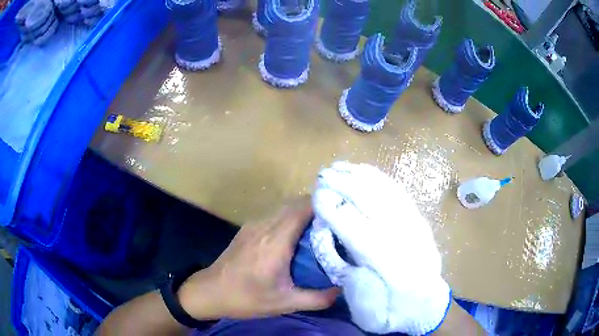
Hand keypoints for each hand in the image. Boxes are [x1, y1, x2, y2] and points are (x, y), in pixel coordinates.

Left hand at [178, 197, 339, 320]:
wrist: (210, 292)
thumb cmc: (246, 298)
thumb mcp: (284, 303)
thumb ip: (316, 298)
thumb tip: (340, 291)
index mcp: (276, 241)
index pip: (302, 208)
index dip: (323, 205)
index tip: (341, 212)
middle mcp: (264, 226)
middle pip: (294, 203)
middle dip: (316, 207)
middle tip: (335, 220)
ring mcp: (253, 225)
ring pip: (283, 207)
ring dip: (302, 211)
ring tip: (319, 226)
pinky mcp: (247, 229)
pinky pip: (273, 215)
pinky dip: (289, 217)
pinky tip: (296, 234)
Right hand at [311, 162, 450, 334]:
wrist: (427, 307)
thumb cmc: (393, 312)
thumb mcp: (367, 311)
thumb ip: (350, 280)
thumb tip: (335, 246)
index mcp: (391, 267)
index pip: (359, 232)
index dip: (336, 212)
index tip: (317, 197)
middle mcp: (406, 241)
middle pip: (375, 205)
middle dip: (346, 186)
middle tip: (323, 175)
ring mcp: (416, 227)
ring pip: (388, 194)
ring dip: (361, 177)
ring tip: (339, 167)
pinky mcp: (420, 220)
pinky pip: (400, 194)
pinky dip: (380, 179)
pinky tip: (365, 171)